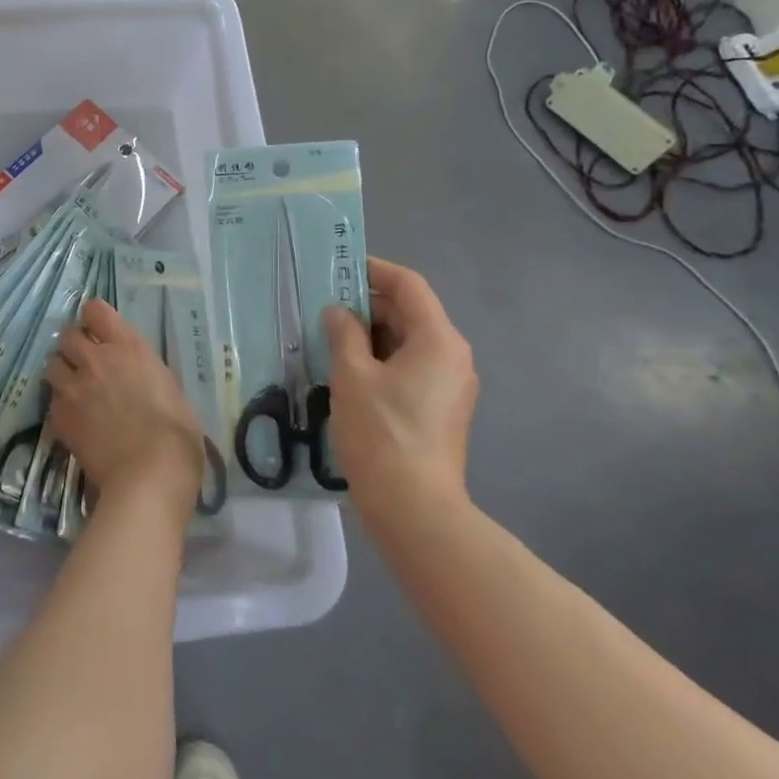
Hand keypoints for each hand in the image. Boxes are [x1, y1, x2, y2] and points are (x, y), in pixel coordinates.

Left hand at [46, 299, 203, 514]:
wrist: (149, 476)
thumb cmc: (176, 433)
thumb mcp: (171, 389)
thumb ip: (147, 374)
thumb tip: (140, 379)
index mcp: (128, 347)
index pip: (95, 310)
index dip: (94, 318)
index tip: (99, 330)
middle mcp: (96, 359)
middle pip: (67, 335)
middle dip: (74, 346)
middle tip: (85, 362)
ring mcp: (74, 388)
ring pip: (52, 365)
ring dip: (62, 373)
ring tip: (74, 390)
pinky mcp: (60, 418)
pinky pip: (52, 403)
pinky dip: (60, 409)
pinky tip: (74, 423)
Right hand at [321, 257, 477, 502]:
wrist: (415, 509)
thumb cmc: (382, 433)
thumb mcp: (352, 376)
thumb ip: (343, 333)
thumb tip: (339, 312)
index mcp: (438, 340)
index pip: (409, 286)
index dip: (375, 271)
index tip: (340, 268)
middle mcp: (453, 356)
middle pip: (410, 312)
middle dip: (368, 305)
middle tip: (325, 309)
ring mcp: (451, 384)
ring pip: (409, 341)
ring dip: (372, 335)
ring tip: (331, 339)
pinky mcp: (443, 408)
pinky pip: (412, 367)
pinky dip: (382, 359)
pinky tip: (349, 372)